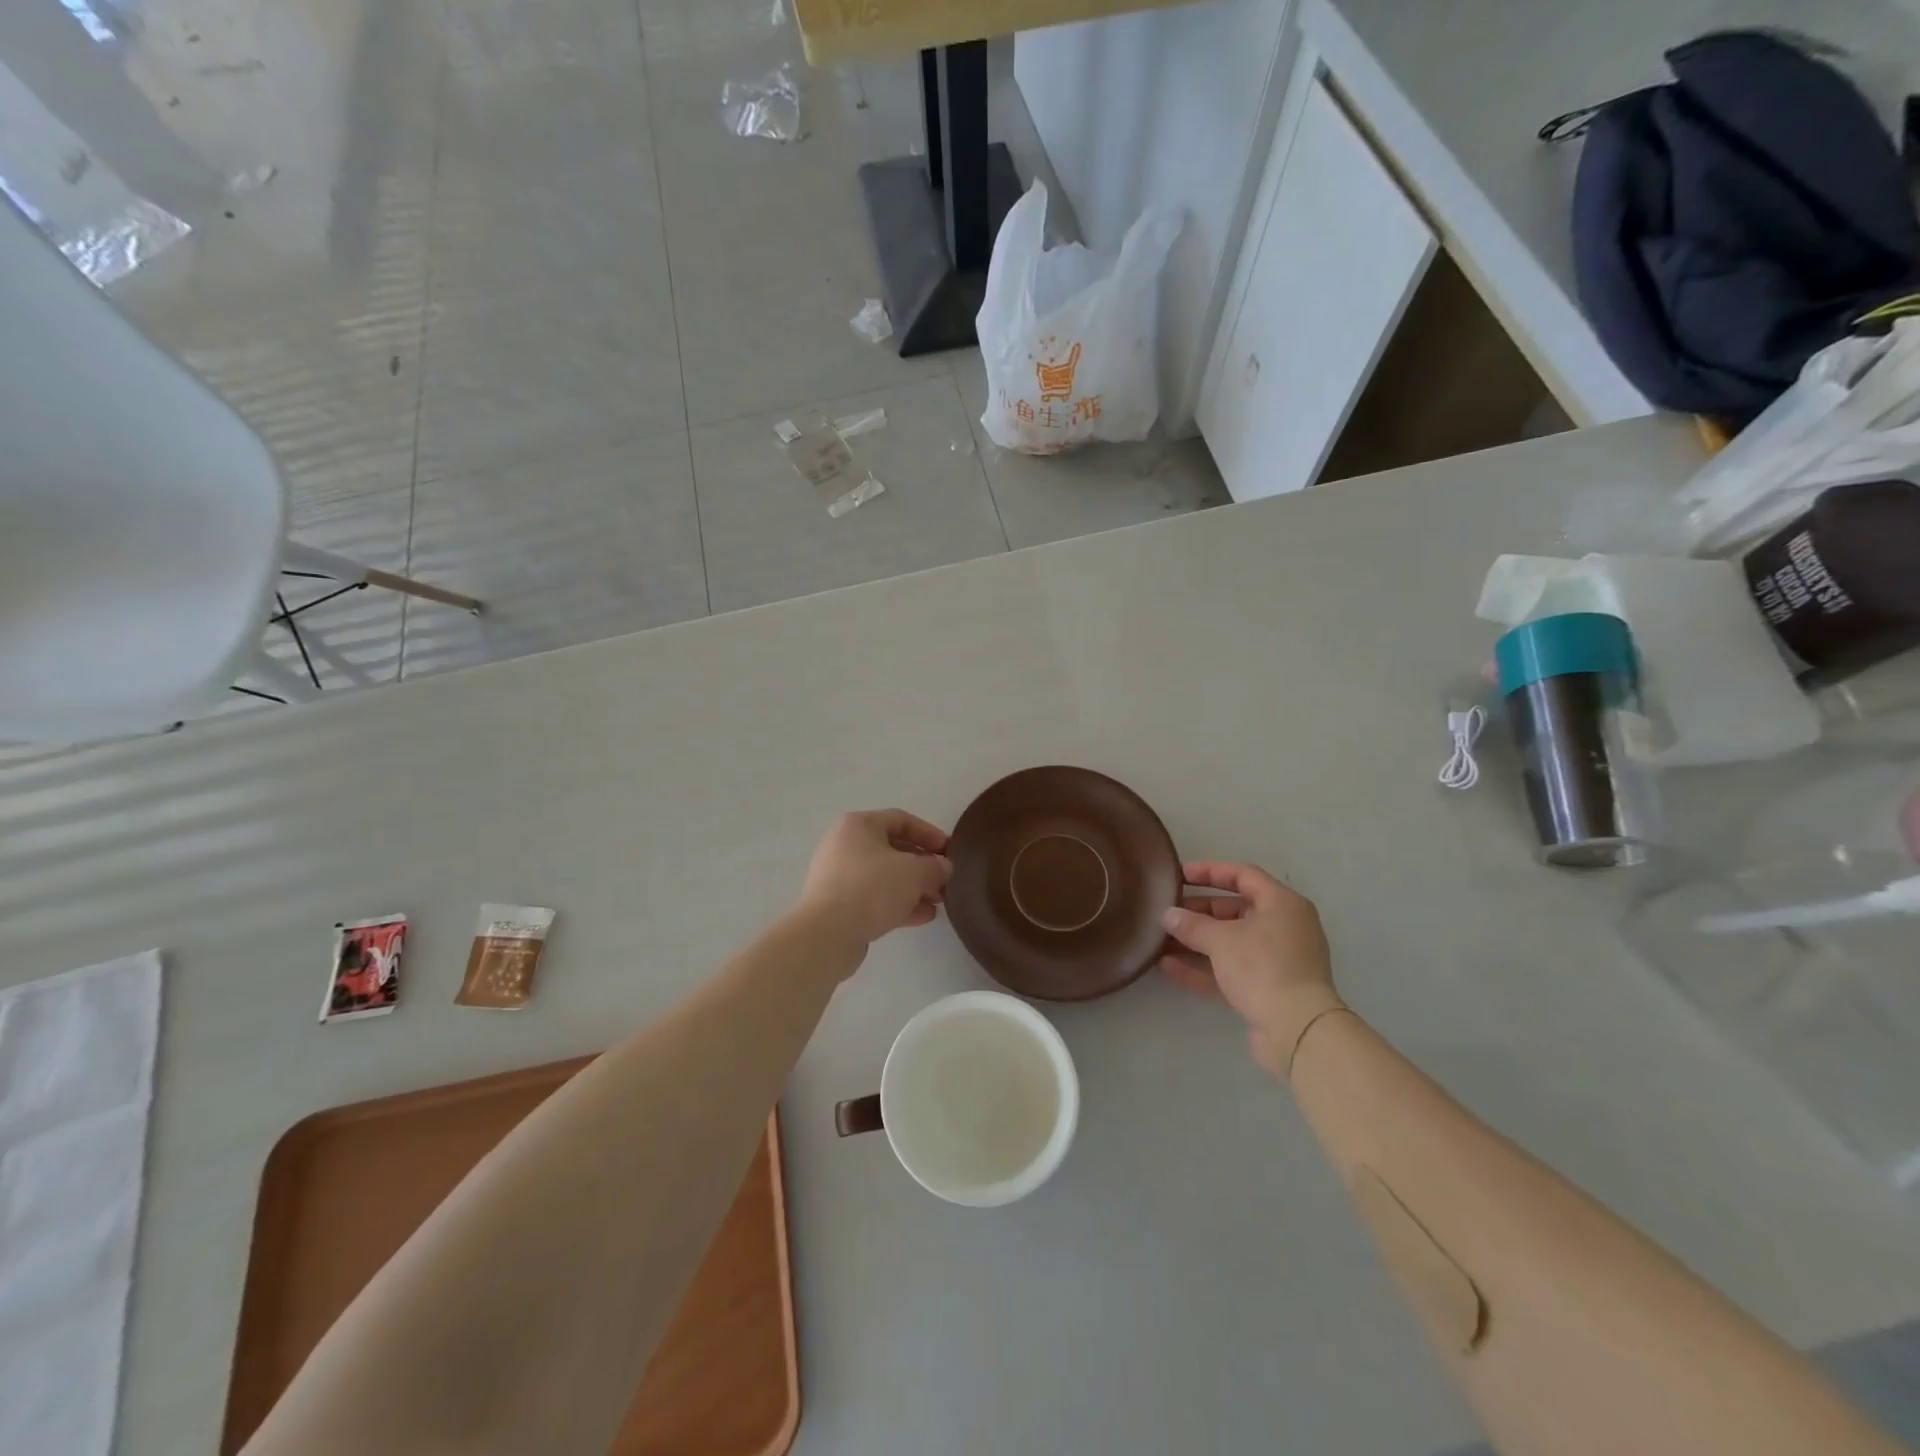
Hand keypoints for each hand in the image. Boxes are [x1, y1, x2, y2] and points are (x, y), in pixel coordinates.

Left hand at [796, 809, 951, 958]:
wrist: (827, 934)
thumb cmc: (872, 888)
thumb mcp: (914, 873)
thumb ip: (934, 866)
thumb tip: (943, 867)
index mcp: (858, 826)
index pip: (901, 820)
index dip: (929, 834)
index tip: (950, 852)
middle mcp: (845, 845)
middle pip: (893, 849)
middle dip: (923, 865)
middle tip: (945, 880)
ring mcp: (839, 876)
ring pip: (884, 876)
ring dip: (913, 887)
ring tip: (938, 901)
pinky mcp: (838, 905)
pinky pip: (874, 897)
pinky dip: (898, 903)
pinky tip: (923, 917)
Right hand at [1160, 861, 1336, 1076]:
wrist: (1297, 1030)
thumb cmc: (1262, 967)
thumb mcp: (1221, 940)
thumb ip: (1191, 924)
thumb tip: (1168, 915)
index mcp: (1282, 904)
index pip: (1243, 875)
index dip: (1210, 871)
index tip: (1180, 875)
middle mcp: (1284, 927)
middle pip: (1236, 910)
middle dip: (1199, 911)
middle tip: (1168, 912)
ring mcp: (1278, 960)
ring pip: (1232, 942)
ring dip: (1198, 941)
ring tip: (1162, 940)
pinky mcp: (1269, 989)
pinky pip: (1232, 969)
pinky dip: (1204, 967)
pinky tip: (1170, 967)